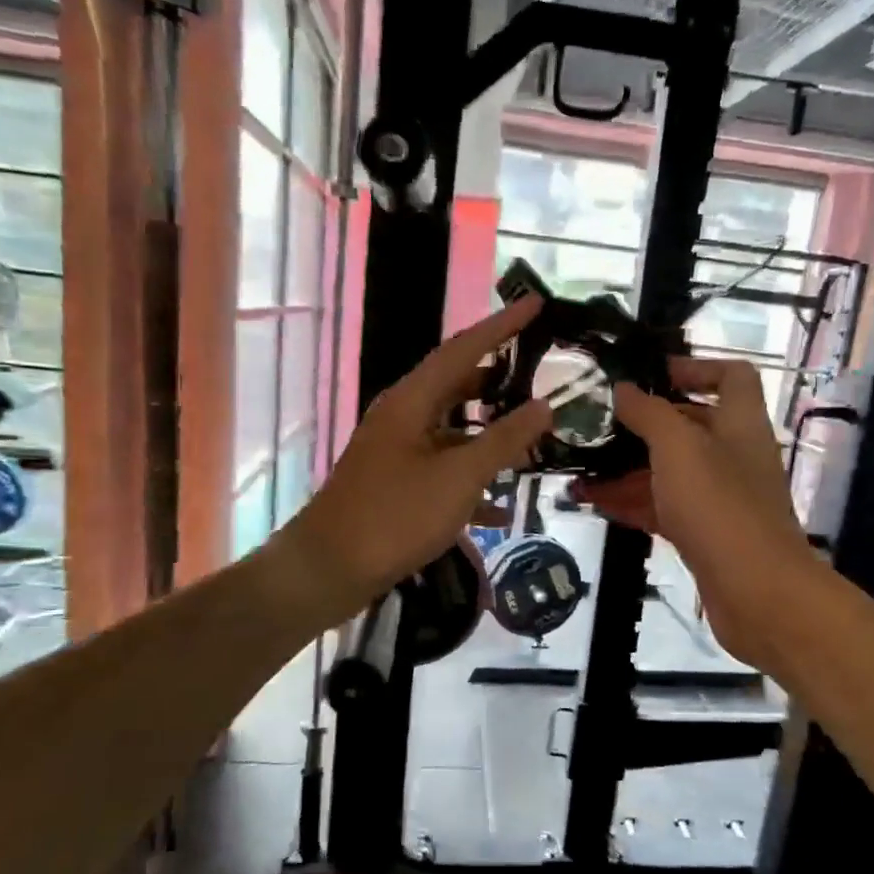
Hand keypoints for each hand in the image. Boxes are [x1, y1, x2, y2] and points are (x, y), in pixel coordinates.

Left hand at [277, 299, 553, 624]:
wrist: (329, 570)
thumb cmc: (395, 516)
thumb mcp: (459, 477)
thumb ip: (504, 440)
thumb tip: (544, 405)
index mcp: (412, 401)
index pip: (464, 349)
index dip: (502, 326)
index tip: (537, 304)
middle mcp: (403, 418)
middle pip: (457, 386)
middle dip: (499, 381)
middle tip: (540, 373)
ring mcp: (398, 453)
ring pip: (454, 432)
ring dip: (490, 436)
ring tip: (532, 437)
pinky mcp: (397, 486)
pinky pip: (443, 471)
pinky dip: (473, 481)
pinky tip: (503, 507)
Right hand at [576, 359, 817, 672]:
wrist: (756, 592)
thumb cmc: (719, 506)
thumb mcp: (678, 447)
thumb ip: (648, 413)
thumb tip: (622, 389)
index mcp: (739, 423)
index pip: (731, 376)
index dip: (695, 367)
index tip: (651, 375)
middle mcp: (733, 455)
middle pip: (689, 426)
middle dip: (642, 425)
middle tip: (595, 425)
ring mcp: (720, 498)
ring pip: (670, 472)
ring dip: (627, 469)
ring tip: (578, 470)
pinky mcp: (705, 534)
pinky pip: (664, 508)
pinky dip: (632, 503)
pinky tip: (594, 504)